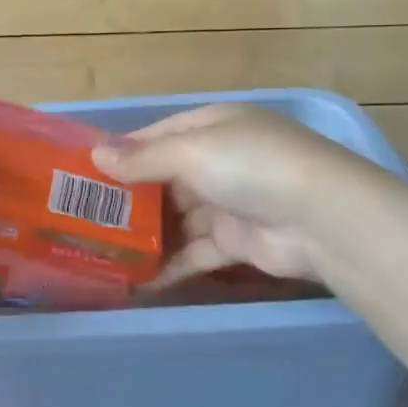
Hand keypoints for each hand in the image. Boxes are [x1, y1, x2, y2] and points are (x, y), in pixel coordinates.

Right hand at [91, 104, 372, 286]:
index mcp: (211, 127)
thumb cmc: (250, 167)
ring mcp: (228, 203)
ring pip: (177, 218)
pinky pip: (194, 252)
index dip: (124, 152)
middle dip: (129, 197)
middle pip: (164, 178)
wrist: (323, 219)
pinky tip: (138, 279)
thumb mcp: (192, 151)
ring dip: (146, 234)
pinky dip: (170, 264)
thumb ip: (143, 158)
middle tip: (84, 216)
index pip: (158, 135)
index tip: (85, 172)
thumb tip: (96, 155)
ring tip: (103, 250)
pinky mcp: (236, 242)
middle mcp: (219, 161)